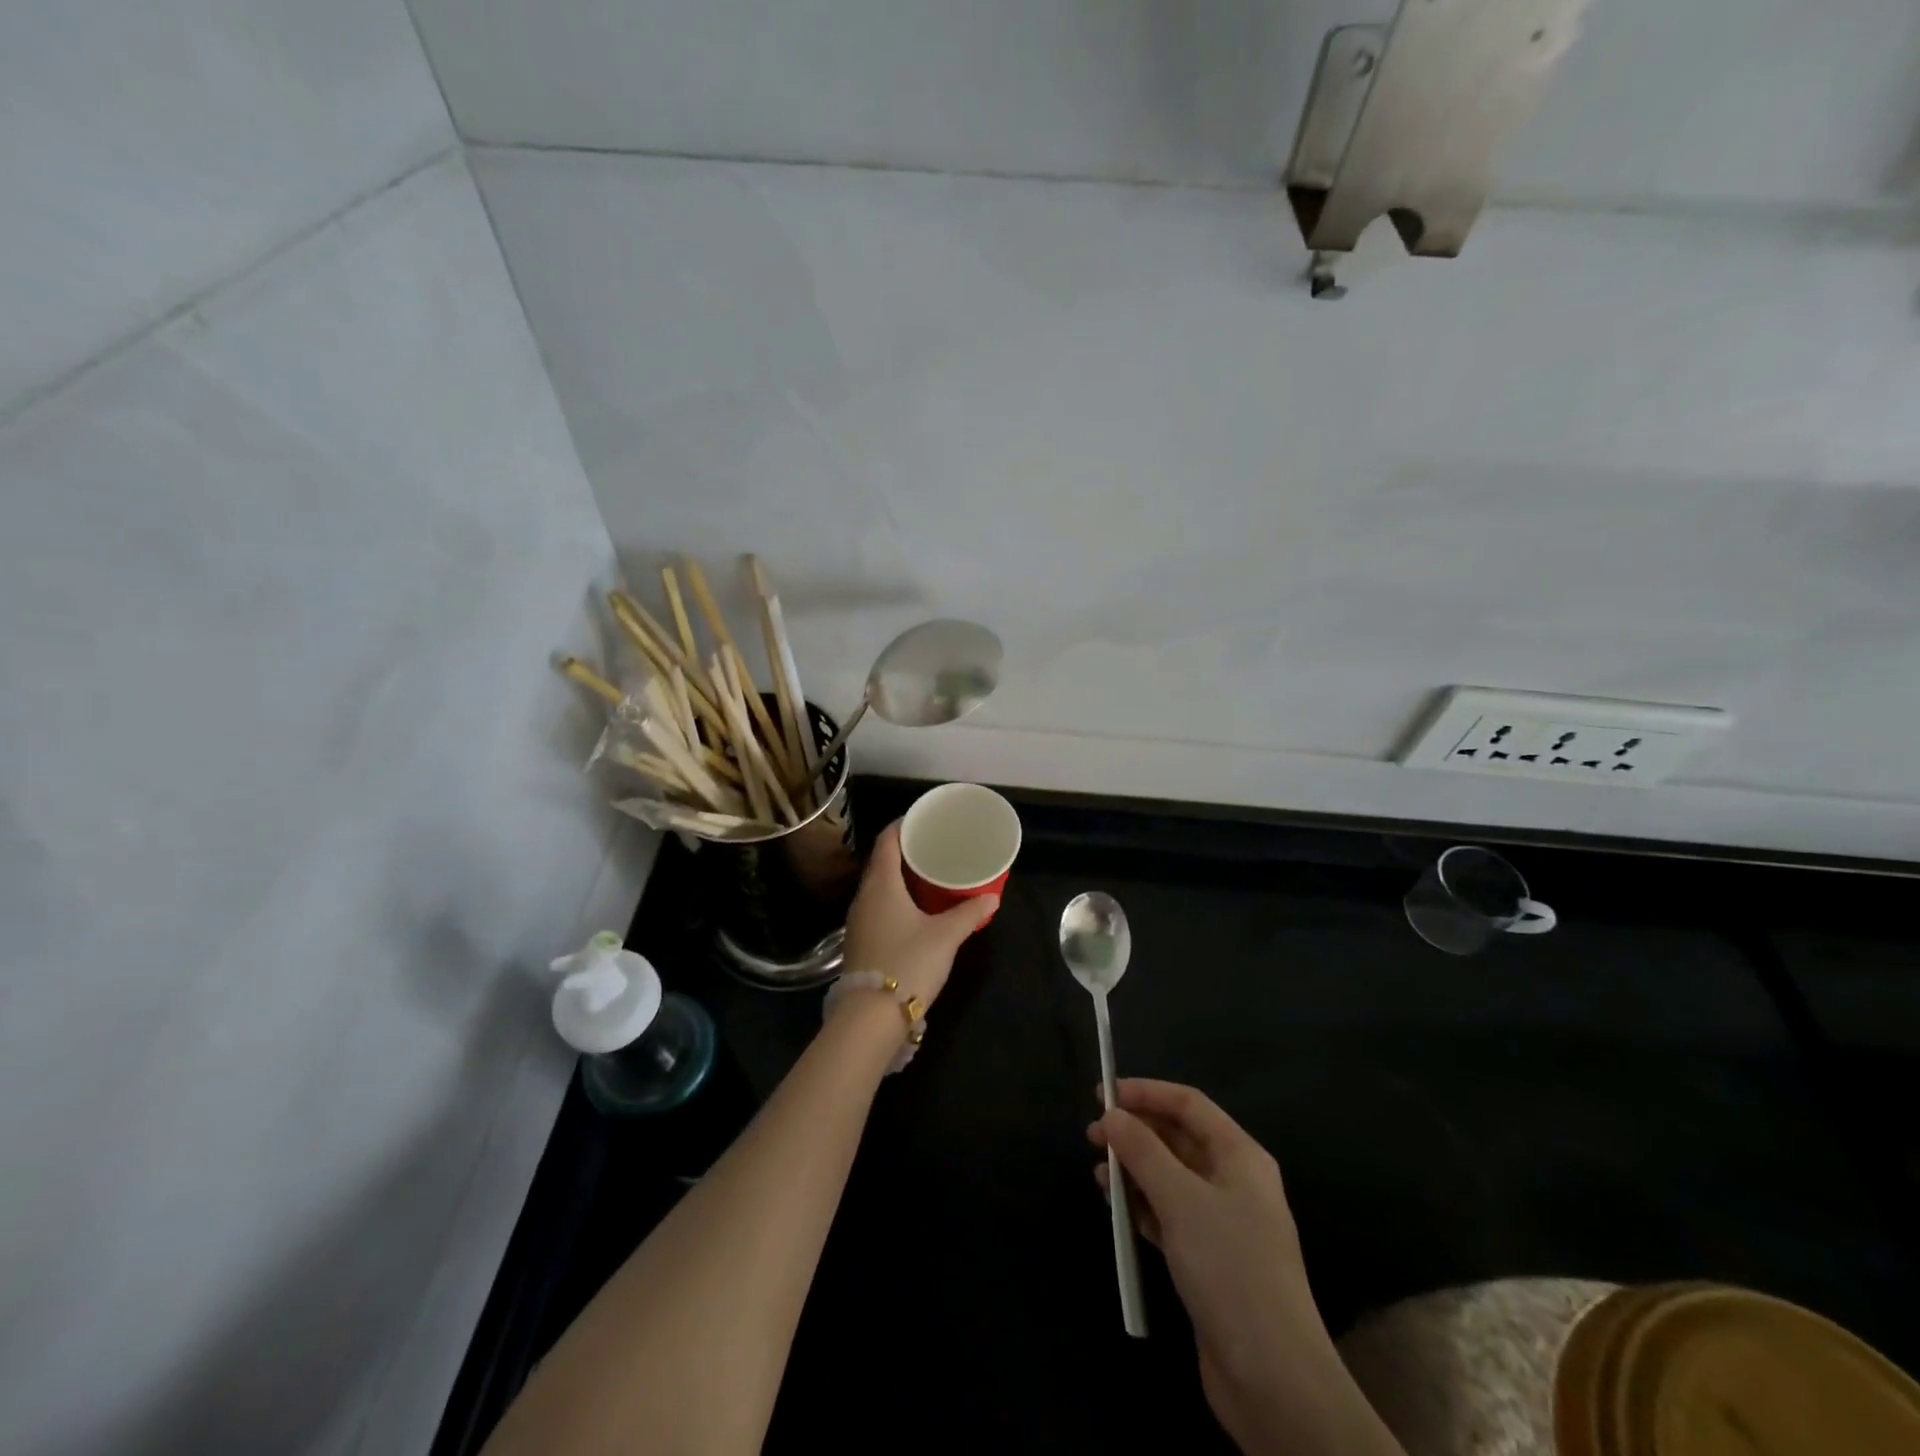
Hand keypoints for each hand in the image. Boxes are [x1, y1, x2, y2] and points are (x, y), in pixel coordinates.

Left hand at [842, 822, 996, 1010]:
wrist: (870, 1016)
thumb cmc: (908, 963)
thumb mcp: (945, 936)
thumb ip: (968, 914)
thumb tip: (992, 898)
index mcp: (881, 885)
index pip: (886, 841)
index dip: (902, 825)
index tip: (921, 818)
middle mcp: (864, 896)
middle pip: (881, 862)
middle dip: (903, 851)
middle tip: (931, 845)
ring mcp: (858, 920)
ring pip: (878, 886)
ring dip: (898, 876)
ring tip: (926, 874)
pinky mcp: (860, 941)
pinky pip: (877, 906)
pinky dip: (894, 898)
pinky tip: (913, 908)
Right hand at [1091, 1081, 1402, 1455]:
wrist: (1274, 1379)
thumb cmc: (1230, 1268)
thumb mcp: (1181, 1199)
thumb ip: (1142, 1151)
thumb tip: (1111, 1115)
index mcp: (1240, 1155)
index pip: (1188, 1104)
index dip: (1146, 1093)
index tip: (1103, 1095)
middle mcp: (1234, 1181)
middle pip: (1178, 1138)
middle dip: (1136, 1131)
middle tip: (1092, 1136)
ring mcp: (1223, 1222)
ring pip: (1170, 1177)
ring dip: (1135, 1169)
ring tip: (1098, 1174)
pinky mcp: (1210, 1259)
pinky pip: (1170, 1214)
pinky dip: (1142, 1205)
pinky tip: (1116, 1208)